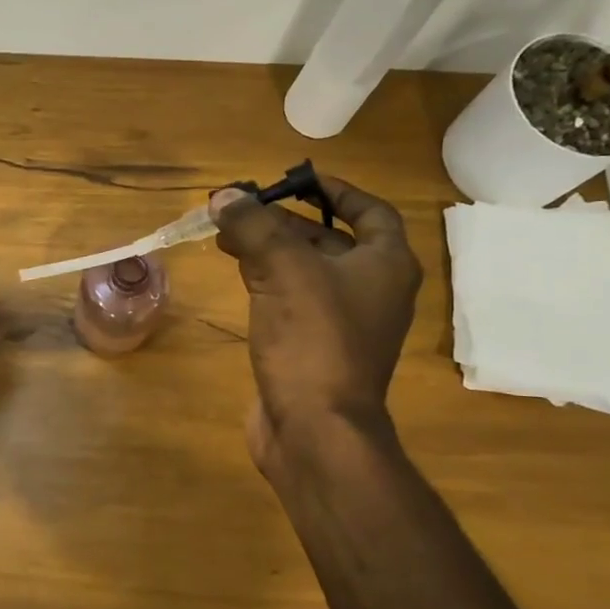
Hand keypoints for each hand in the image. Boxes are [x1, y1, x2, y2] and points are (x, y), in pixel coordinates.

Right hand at [211, 176, 421, 476]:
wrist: (315, 428)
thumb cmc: (314, 339)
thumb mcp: (284, 270)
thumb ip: (255, 226)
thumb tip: (224, 196)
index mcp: (385, 265)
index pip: (370, 211)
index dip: (335, 191)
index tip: (295, 180)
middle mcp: (371, 290)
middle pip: (329, 240)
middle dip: (286, 221)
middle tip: (243, 208)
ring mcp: (343, 323)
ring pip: (305, 271)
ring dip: (270, 249)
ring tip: (227, 235)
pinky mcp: (314, 348)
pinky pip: (291, 300)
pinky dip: (266, 281)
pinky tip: (236, 273)